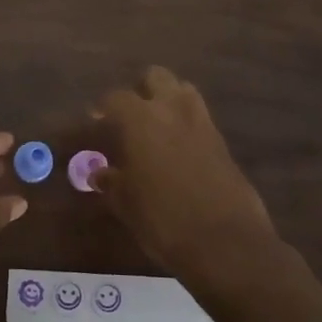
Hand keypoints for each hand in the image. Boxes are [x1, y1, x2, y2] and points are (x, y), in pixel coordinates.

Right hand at [93, 67, 280, 292]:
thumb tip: (99, 174)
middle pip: (155, 77)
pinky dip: (186, 124)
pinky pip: (200, 118)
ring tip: (155, 127)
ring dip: (168, 100)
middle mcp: (172, 111)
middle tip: (128, 117)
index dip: (102, 108)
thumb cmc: (163, 221)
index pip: (115, 98)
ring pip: (183, 91)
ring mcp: (202, 124)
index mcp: (141, 120)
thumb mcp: (127, 205)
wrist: (226, 243)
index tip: (95, 121)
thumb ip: (111, 183)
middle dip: (140, 90)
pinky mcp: (223, 142)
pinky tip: (177, 150)